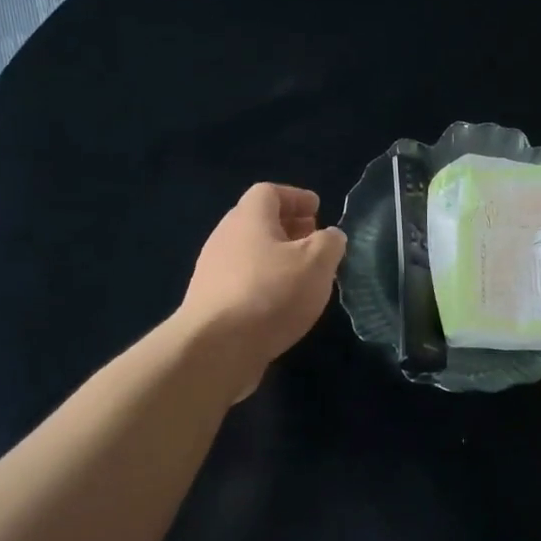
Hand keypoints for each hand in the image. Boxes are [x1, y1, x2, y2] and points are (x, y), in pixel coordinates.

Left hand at [179, 184, 347, 395]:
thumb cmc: (271, 293)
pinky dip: (265, 281)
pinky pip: (243, 279)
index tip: (318, 209)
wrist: (216, 347)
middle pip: (257, 221)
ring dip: (277, 256)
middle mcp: (225, 237)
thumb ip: (330, 243)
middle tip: (314, 239)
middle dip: (288, 227)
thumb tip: (330, 236)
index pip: (269, 192)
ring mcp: (213, 270)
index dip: (296, 197)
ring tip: (304, 274)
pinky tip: (282, 302)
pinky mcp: (211, 301)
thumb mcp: (317, 262)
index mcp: (249, 218)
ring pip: (250, 252)